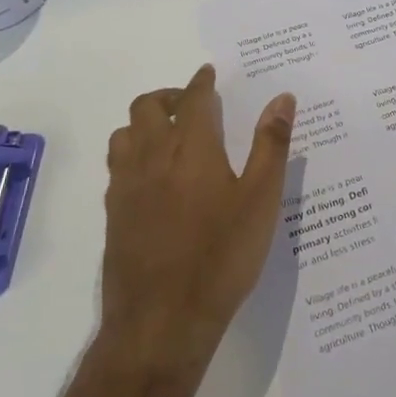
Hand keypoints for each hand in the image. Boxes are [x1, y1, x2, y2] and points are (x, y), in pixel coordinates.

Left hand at [100, 65, 296, 371]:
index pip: (193, 98)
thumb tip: (282, 98)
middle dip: (169, 96)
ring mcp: (125, 186)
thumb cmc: (222, 256)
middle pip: (146, 106)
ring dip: (145, 123)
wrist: (162, 322)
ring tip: (170, 136)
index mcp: (190, 147)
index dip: (202, 81)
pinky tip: (154, 178)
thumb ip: (271, 144)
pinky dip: (134, 153)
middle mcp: (151, 157)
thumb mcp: (261, 200)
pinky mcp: (113, 215)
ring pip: (125, 133)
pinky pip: (117, 166)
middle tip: (193, 105)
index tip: (209, 73)